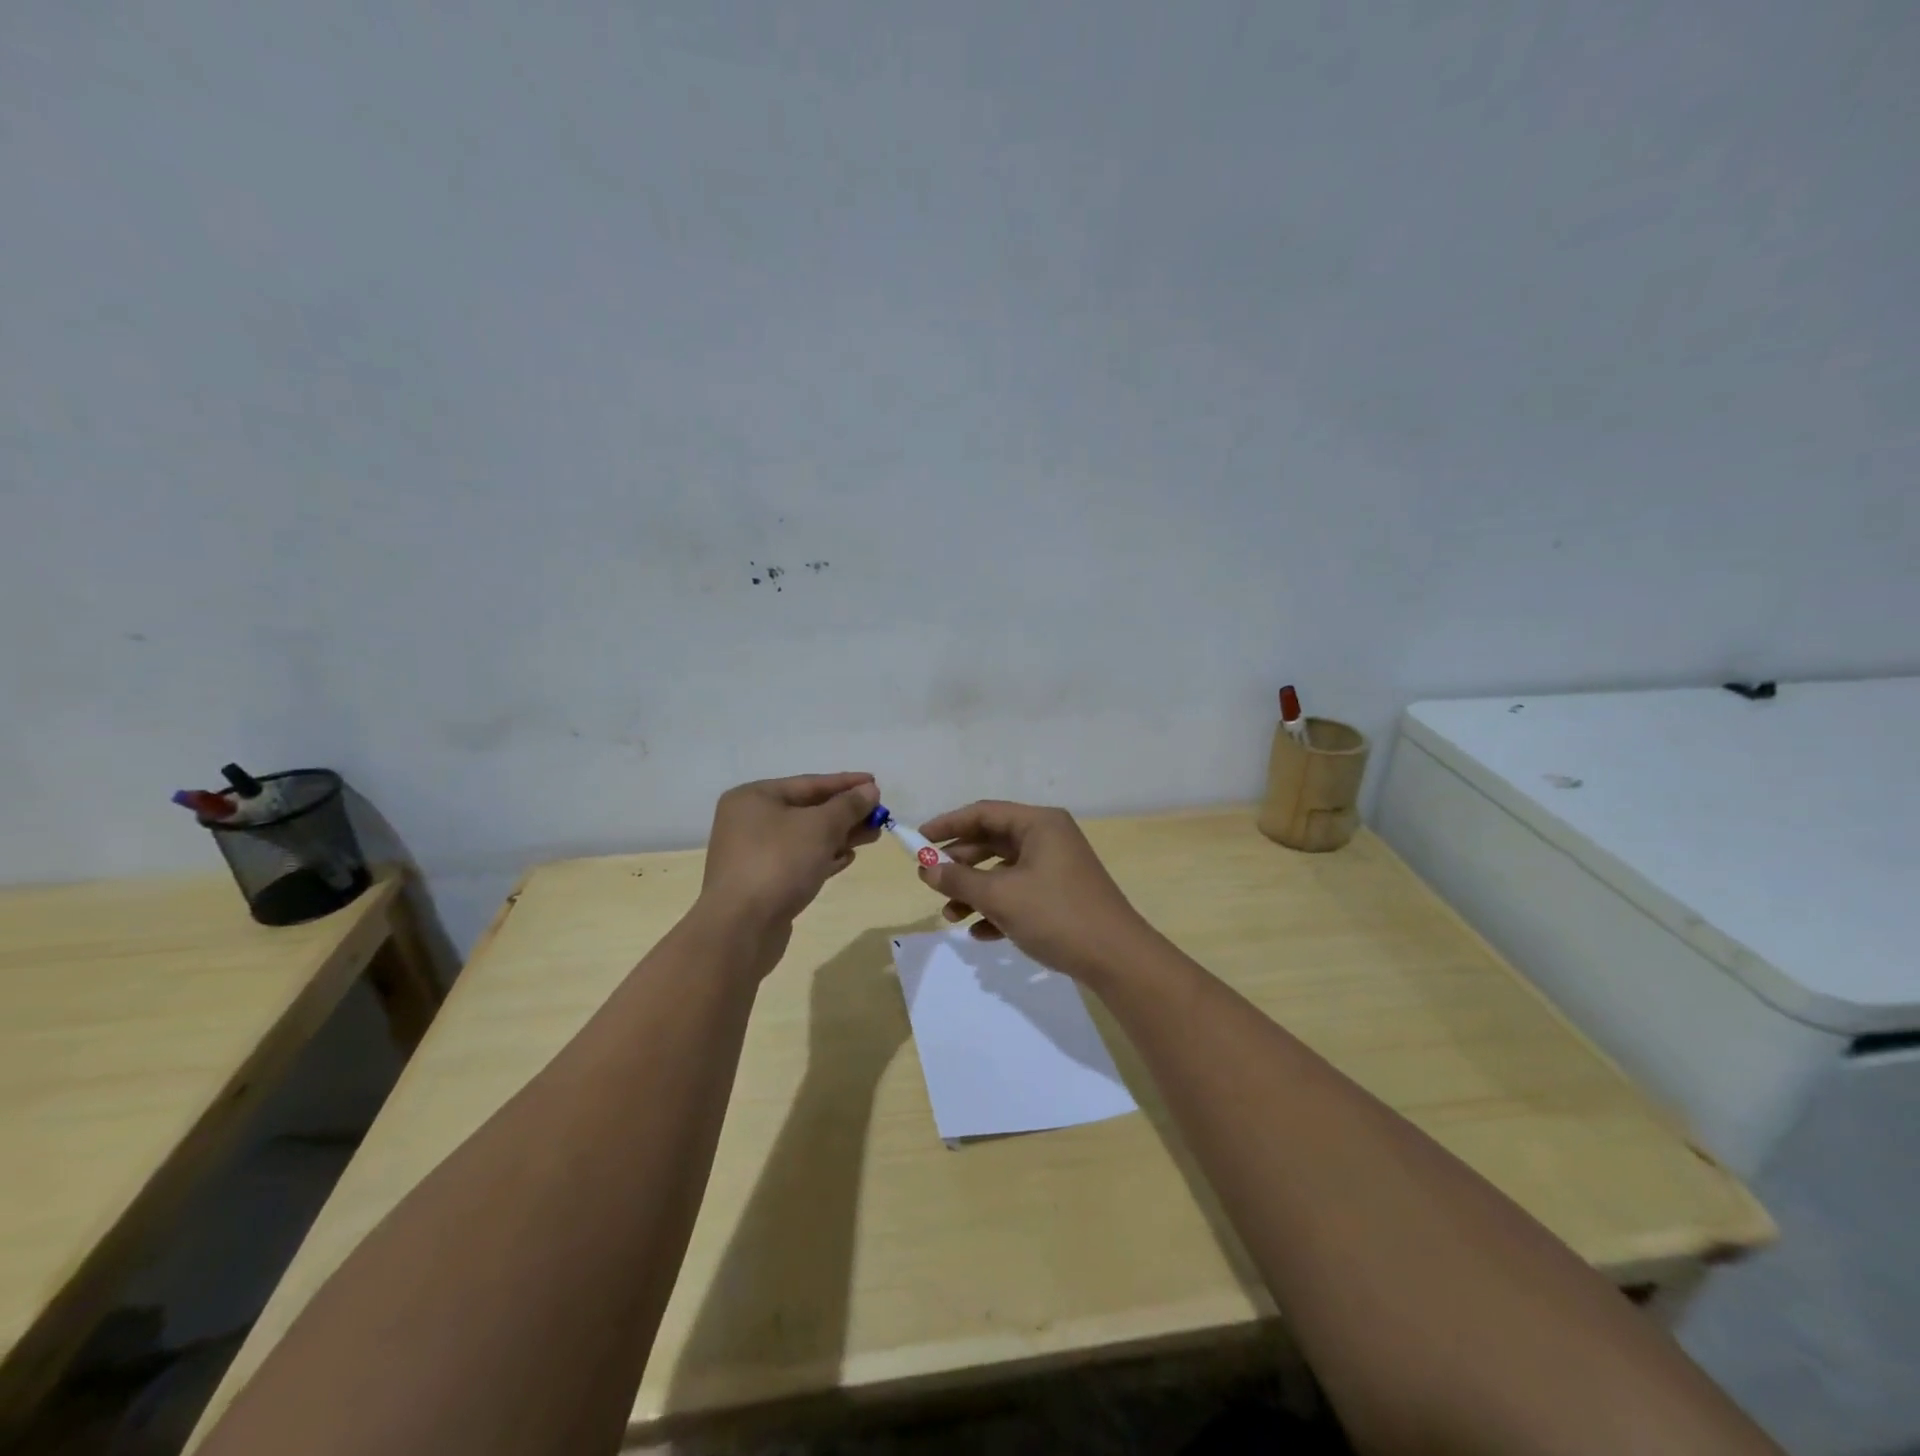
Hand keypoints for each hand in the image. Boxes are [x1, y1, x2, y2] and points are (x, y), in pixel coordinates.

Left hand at [699, 773, 881, 943]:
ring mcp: (753, 854)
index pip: (809, 783)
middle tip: (880, 816)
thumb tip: (870, 790)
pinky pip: (798, 861)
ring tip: (872, 837)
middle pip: (807, 810)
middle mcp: (749, 821)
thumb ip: (848, 806)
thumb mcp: (820, 827)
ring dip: (839, 836)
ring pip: (805, 837)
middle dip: (845, 813)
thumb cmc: (779, 863)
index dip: (845, 783)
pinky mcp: (762, 882)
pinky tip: (847, 859)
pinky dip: (823, 857)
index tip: (876, 784)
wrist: (741, 928)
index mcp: (754, 797)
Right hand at [916, 800, 1155, 983]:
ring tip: (950, 917)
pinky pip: (1020, 894)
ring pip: (1004, 872)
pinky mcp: (1061, 896)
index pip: (983, 812)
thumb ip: (959, 880)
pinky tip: (980, 933)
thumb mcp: (1001, 896)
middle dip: (959, 864)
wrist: (1117, 959)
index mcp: (1039, 824)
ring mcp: (1056, 868)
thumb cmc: (1056, 915)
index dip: (947, 824)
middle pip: (992, 841)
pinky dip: (998, 909)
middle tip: (929, 881)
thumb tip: (926, 869)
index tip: (917, 840)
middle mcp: (1048, 838)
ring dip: (975, 892)